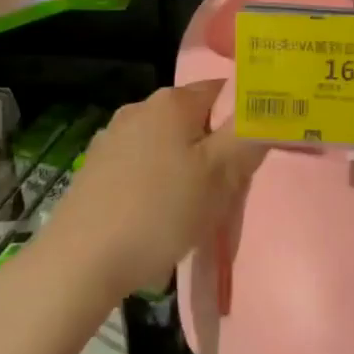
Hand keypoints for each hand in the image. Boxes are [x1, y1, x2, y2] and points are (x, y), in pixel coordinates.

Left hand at [52, 82, 265, 296]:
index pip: (223, 91)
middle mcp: (139, 108)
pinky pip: (142, 164)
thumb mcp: (219, 176)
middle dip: (214, 147)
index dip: (244, 118)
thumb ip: (249, 136)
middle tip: (226, 188)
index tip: (251, 155)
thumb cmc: (159, 212)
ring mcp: (112, 137)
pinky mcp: (96, 168)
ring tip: (190, 208)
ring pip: (167, 143)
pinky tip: (154, 215)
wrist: (80, 262)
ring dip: (185, 166)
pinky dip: (156, 181)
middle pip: (195, 118)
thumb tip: (273, 108)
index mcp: (172, 101)